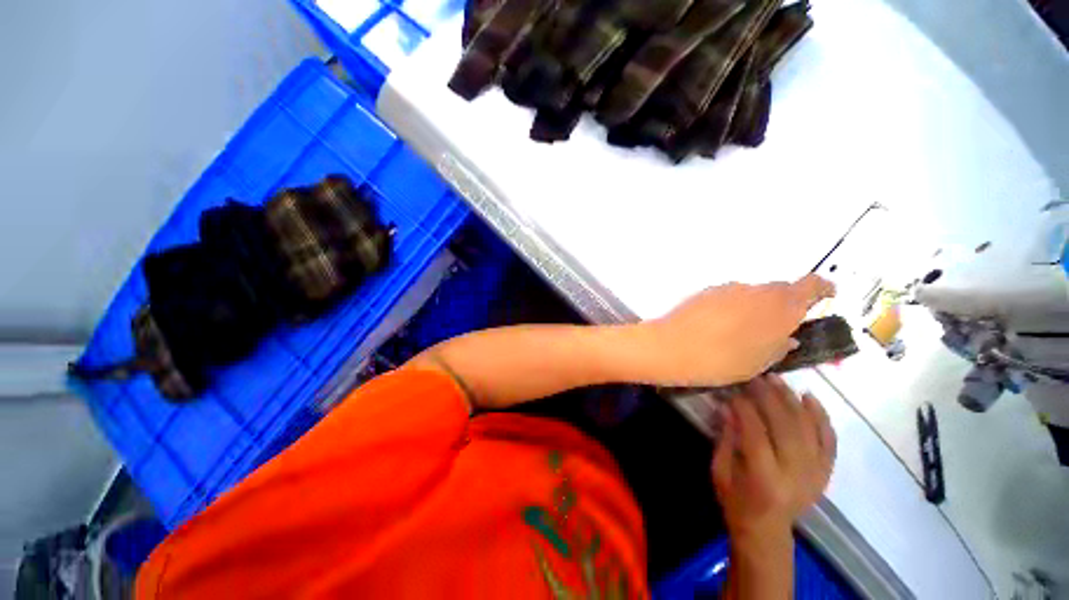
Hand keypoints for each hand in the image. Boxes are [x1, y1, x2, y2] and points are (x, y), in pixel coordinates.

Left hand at [639, 275, 834, 386]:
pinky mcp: (705, 292)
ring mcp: (728, 288)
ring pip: (751, 295)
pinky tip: (718, 328)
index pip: (811, 286)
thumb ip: (780, 346)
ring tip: (740, 335)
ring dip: (754, 309)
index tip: (826, 295)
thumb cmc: (722, 360)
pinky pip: (728, 297)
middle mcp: (756, 290)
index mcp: (780, 306)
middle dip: (783, 307)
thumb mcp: (760, 362)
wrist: (672, 347)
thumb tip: (787, 338)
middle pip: (779, 291)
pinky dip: (732, 309)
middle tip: (775, 330)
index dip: (822, 289)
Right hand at [711, 376, 835, 542]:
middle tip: (755, 377)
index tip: (733, 389)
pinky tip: (809, 397)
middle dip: (769, 397)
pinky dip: (821, 417)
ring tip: (776, 380)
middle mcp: (795, 474)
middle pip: (785, 426)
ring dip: (792, 400)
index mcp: (764, 477)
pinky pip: (828, 439)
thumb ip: (725, 438)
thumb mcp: (720, 470)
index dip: (744, 407)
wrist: (767, 530)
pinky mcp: (826, 471)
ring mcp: (816, 473)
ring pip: (808, 428)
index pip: (756, 432)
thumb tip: (727, 405)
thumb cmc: (736, 500)